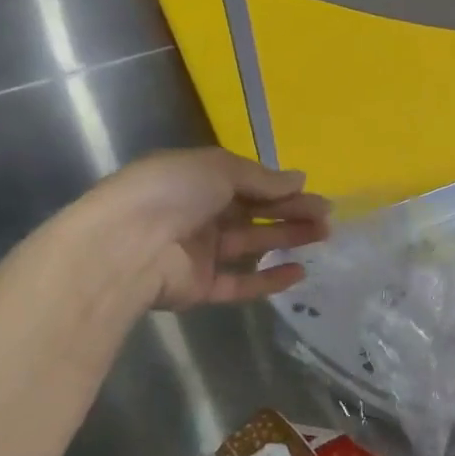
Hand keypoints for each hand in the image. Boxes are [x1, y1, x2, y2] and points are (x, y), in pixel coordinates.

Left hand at [86, 148, 329, 310]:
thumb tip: (298, 180)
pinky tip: (299, 272)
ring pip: (252, 244)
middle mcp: (199, 214)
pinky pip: (240, 282)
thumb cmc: (172, 192)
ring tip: (323, 236)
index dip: (280, 187)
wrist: (127, 246)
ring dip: (287, 239)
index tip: (313, 192)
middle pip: (254, 212)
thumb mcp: (219, 168)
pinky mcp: (200, 286)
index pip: (247, 182)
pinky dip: (269, 278)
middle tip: (327, 217)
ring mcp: (199, 252)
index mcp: (197, 180)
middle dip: (291, 212)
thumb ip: (261, 178)